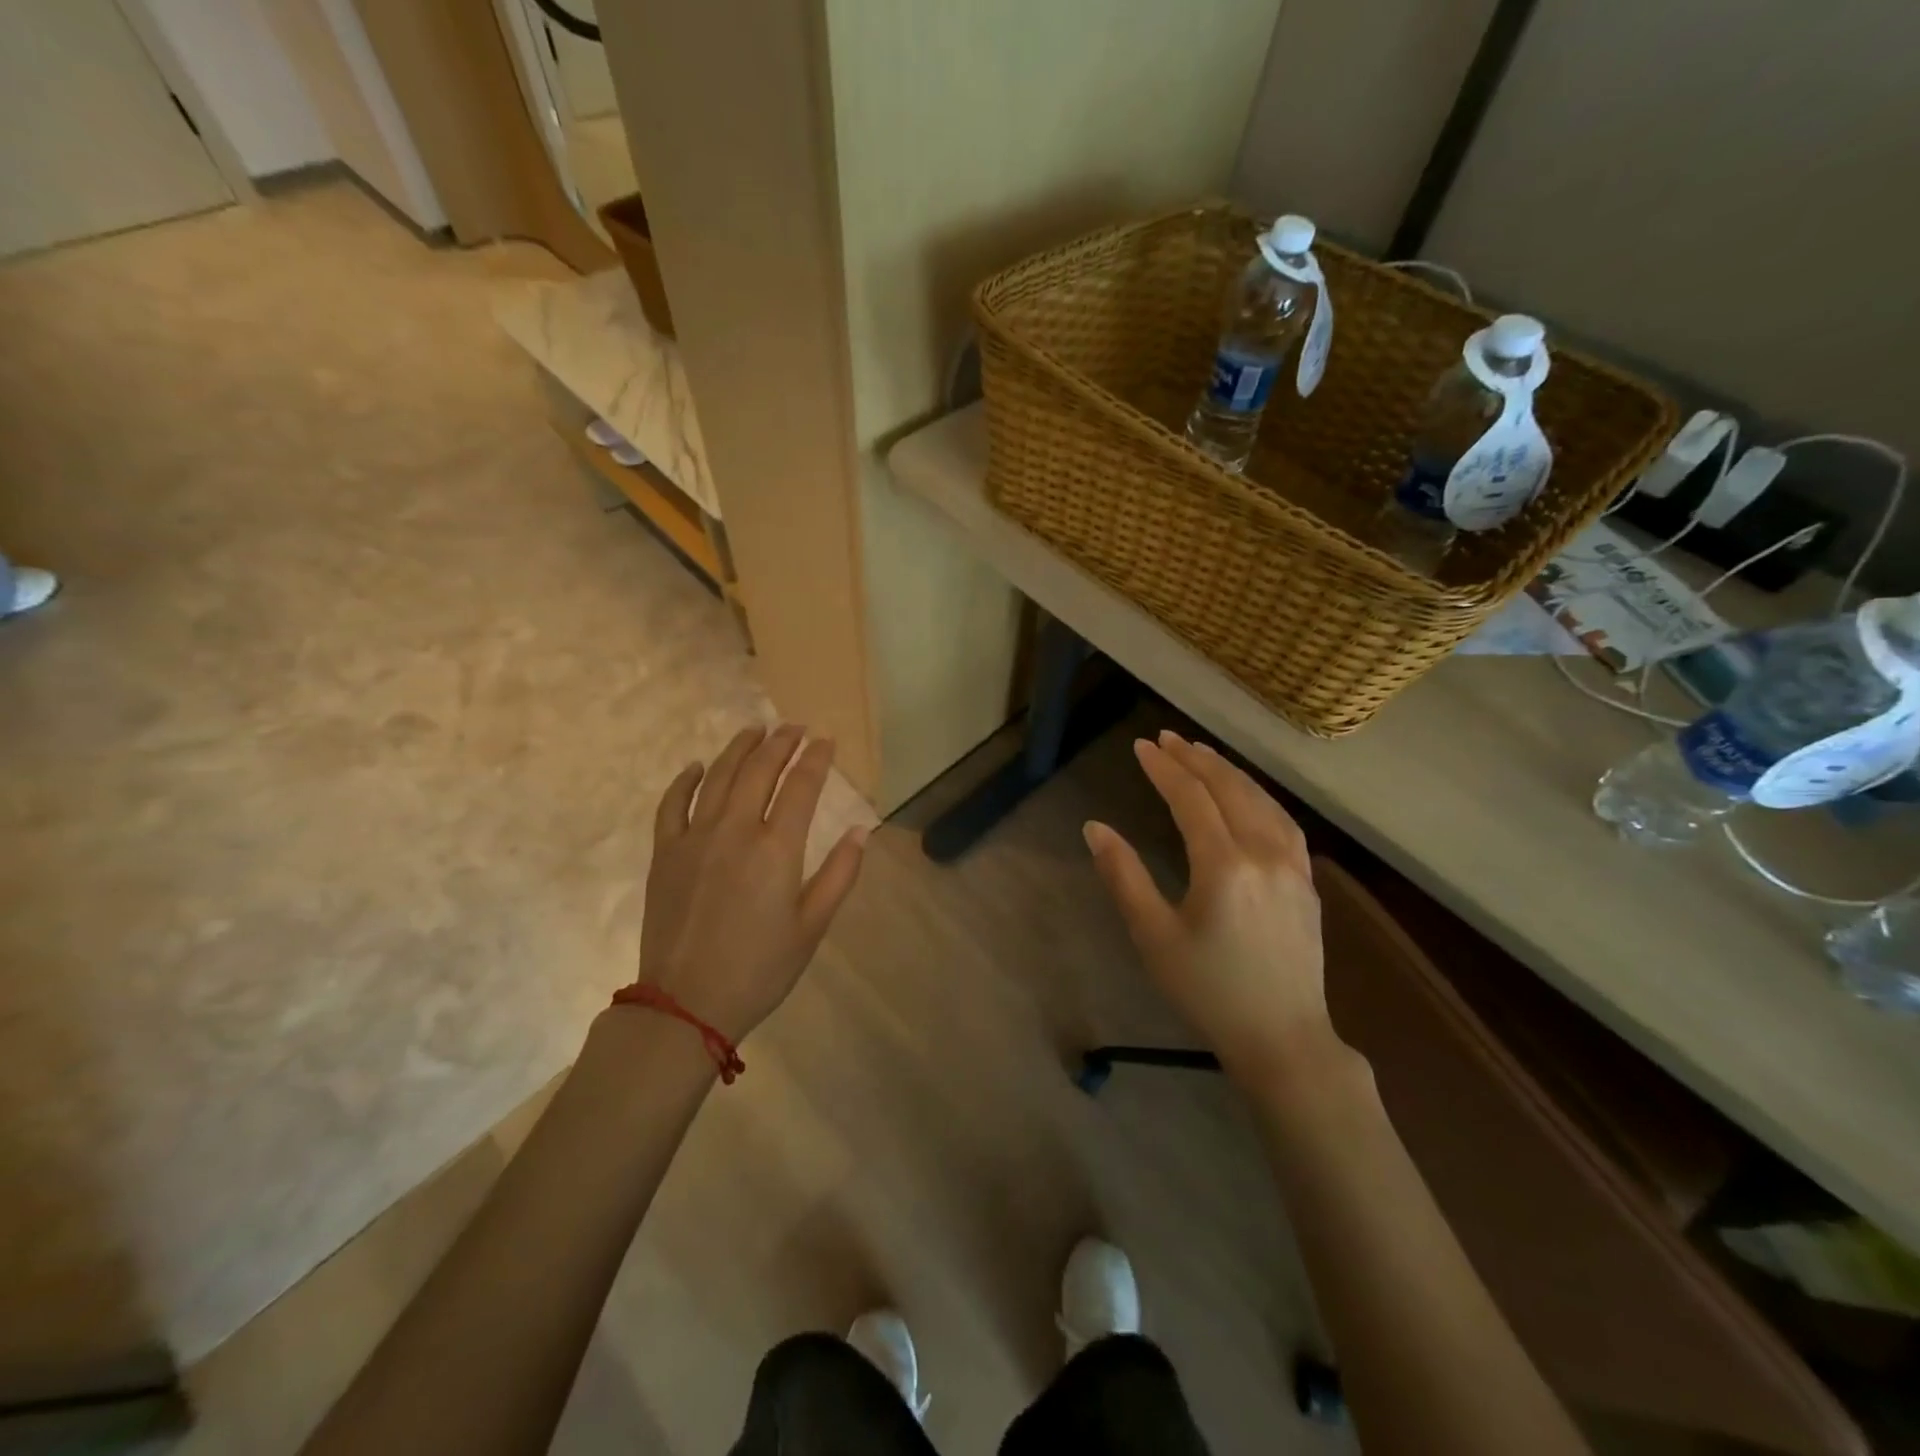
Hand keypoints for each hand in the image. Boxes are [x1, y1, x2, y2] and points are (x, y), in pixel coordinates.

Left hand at [633, 724, 867, 1042]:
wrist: (686, 1002)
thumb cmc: (760, 968)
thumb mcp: (812, 926)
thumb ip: (839, 874)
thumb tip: (862, 831)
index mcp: (776, 848)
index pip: (801, 787)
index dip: (816, 758)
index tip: (826, 740)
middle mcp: (735, 830)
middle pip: (759, 770)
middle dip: (781, 742)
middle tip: (795, 727)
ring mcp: (694, 838)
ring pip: (719, 777)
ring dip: (739, 748)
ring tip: (755, 729)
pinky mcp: (665, 853)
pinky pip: (672, 804)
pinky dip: (686, 780)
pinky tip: (697, 767)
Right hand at [1084, 730, 1337, 1082]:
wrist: (1281, 1038)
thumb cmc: (1207, 991)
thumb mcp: (1153, 936)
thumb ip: (1124, 876)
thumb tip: (1094, 827)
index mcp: (1224, 866)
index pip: (1191, 799)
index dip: (1164, 769)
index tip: (1141, 747)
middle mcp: (1264, 854)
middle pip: (1228, 789)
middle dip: (1194, 759)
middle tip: (1166, 739)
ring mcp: (1293, 866)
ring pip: (1260, 800)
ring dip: (1228, 772)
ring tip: (1201, 754)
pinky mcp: (1306, 882)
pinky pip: (1283, 822)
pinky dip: (1259, 796)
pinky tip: (1247, 794)